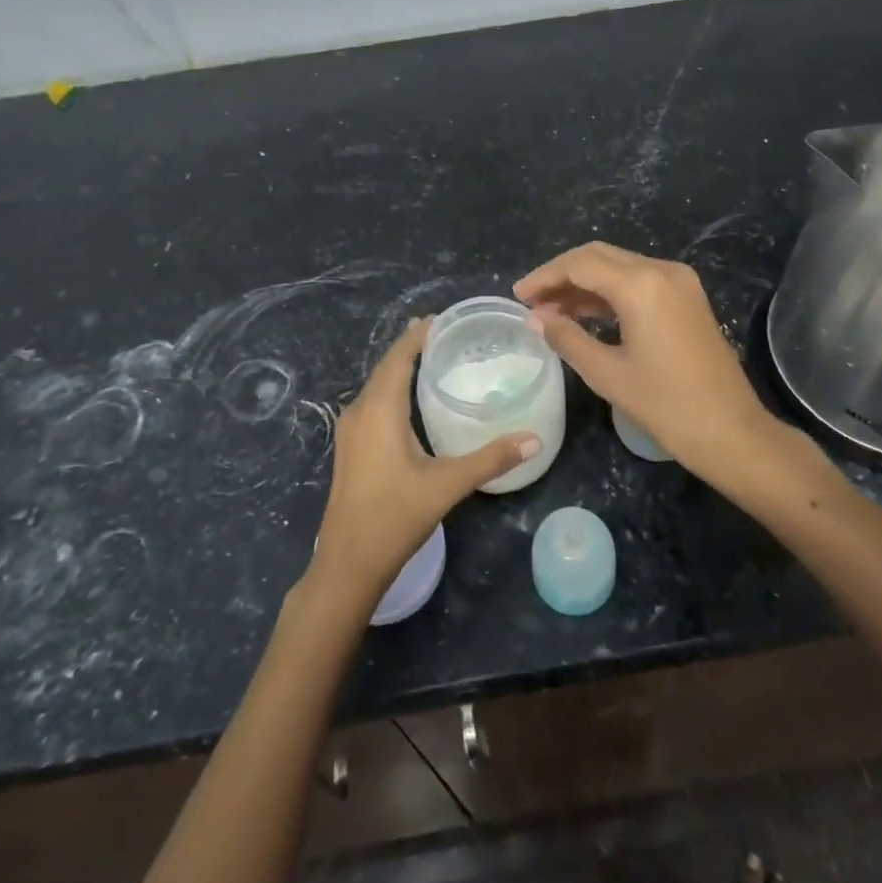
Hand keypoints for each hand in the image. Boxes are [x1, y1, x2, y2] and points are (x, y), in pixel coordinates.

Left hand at [309, 318, 540, 611]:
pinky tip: (411, 402)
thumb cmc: (394, 517)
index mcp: (379, 410)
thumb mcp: (446, 486)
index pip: (398, 357)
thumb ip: (490, 460)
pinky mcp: (350, 449)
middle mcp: (360, 411)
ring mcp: (350, 431)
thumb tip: (535, 439)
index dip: (417, 335)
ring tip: (432, 359)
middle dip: (411, 347)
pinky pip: (372, 404)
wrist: (346, 564)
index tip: (441, 318)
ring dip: (400, 369)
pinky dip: (392, 390)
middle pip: (386, 367)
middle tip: (445, 334)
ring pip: (376, 386)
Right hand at [515, 242, 791, 496]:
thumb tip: (535, 318)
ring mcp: (679, 282)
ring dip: (584, 284)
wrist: (732, 432)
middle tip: (531, 301)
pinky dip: (609, 293)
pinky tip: (585, 314)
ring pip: (619, 267)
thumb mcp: (608, 373)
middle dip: (562, 275)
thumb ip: (567, 338)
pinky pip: (639, 282)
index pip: (580, 264)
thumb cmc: (666, 406)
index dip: (545, 277)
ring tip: (551, 311)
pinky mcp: (687, 298)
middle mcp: (662, 271)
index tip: (518, 296)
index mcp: (641, 285)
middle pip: (599, 256)